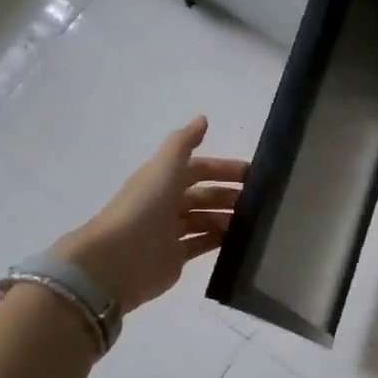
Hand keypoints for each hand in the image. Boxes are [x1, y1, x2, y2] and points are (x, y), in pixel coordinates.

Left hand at [52, 117, 248, 313]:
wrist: (118, 258)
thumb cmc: (144, 207)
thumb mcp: (165, 167)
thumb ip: (184, 142)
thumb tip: (203, 119)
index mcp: (162, 180)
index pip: (197, 169)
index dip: (222, 169)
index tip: (251, 174)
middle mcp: (165, 204)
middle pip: (203, 196)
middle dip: (228, 195)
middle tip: (259, 201)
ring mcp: (170, 232)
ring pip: (204, 220)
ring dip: (226, 218)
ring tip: (252, 222)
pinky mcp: (174, 258)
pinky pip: (202, 245)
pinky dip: (219, 241)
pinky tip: (239, 241)